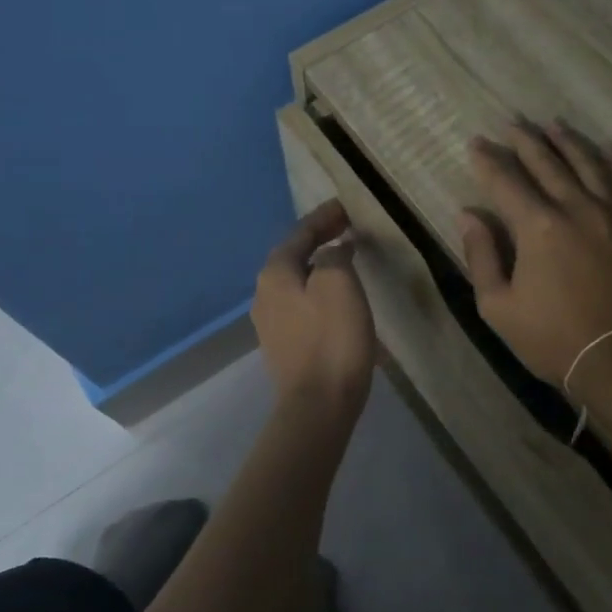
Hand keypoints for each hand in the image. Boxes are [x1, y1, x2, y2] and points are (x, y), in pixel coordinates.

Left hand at [253, 200, 374, 418]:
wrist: (318, 405)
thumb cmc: (332, 339)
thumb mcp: (339, 284)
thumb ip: (335, 256)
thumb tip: (333, 251)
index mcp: (275, 273)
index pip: (300, 234)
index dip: (323, 218)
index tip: (345, 206)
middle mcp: (264, 293)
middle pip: (293, 256)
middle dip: (319, 239)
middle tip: (346, 227)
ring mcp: (271, 322)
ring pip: (296, 281)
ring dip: (319, 266)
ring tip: (345, 258)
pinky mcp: (284, 345)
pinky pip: (301, 305)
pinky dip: (318, 290)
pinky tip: (336, 297)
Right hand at [460, 121, 611, 402]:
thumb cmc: (551, 339)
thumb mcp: (498, 306)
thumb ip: (482, 255)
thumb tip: (468, 215)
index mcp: (538, 227)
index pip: (506, 181)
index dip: (488, 161)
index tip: (475, 143)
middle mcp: (576, 208)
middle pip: (547, 163)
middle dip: (525, 140)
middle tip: (511, 123)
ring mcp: (610, 216)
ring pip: (587, 164)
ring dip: (566, 141)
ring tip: (552, 124)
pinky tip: (606, 147)